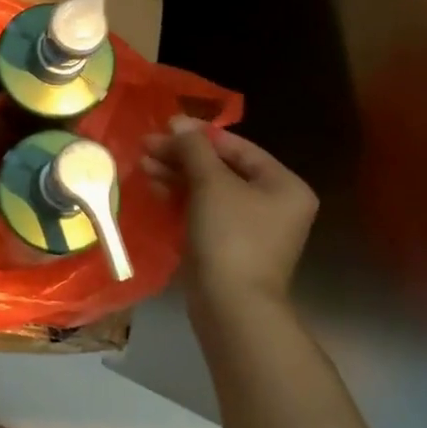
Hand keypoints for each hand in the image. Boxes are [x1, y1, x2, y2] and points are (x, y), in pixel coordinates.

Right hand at [146, 119, 316, 310]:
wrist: (231, 305)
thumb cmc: (230, 236)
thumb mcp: (211, 184)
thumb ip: (194, 149)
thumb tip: (178, 122)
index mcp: (283, 185)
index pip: (238, 147)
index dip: (199, 135)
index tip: (164, 126)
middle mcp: (273, 203)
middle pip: (221, 168)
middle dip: (182, 156)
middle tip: (145, 146)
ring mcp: (250, 227)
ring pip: (209, 190)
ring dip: (176, 175)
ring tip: (143, 165)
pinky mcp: (228, 245)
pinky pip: (203, 211)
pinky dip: (180, 198)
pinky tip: (155, 188)